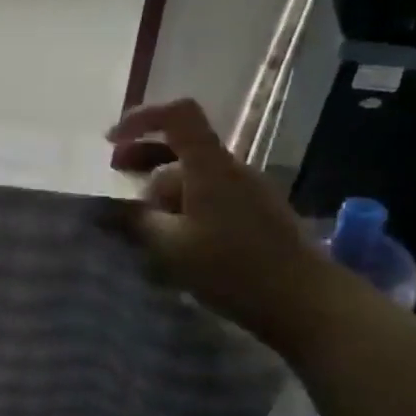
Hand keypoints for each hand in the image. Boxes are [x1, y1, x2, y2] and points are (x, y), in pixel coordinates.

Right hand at [108, 98, 340, 350]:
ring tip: (139, 218)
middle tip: (116, 176)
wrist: (304, 300)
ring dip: (161, 187)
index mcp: (209, 166)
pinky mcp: (256, 213)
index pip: (178, 115)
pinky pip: (209, 195)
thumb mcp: (169, 246)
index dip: (141, 118)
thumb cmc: (231, 267)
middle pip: (181, 147)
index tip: (110, 141)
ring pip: (194, 175)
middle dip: (143, 158)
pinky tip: (172, 236)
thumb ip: (136, 221)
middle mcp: (231, 168)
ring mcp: (247, 190)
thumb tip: (111, 208)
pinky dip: (182, 203)